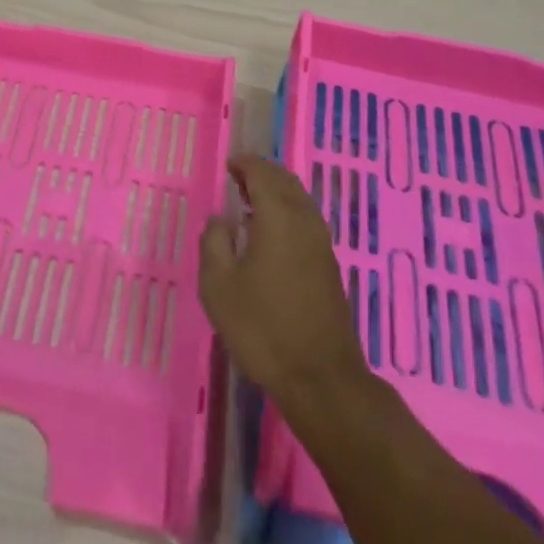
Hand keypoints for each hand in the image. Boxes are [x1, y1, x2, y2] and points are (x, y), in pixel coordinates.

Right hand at [199, 155, 369, 414]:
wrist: (321, 379)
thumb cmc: (263, 328)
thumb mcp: (219, 286)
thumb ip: (214, 243)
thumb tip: (219, 220)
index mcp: (278, 216)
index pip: (262, 173)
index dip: (244, 164)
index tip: (228, 165)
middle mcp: (305, 221)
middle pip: (285, 182)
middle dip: (262, 174)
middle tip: (237, 179)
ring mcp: (322, 244)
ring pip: (299, 200)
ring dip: (276, 193)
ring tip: (249, 203)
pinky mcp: (329, 266)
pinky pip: (306, 220)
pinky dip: (287, 212)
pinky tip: (270, 234)